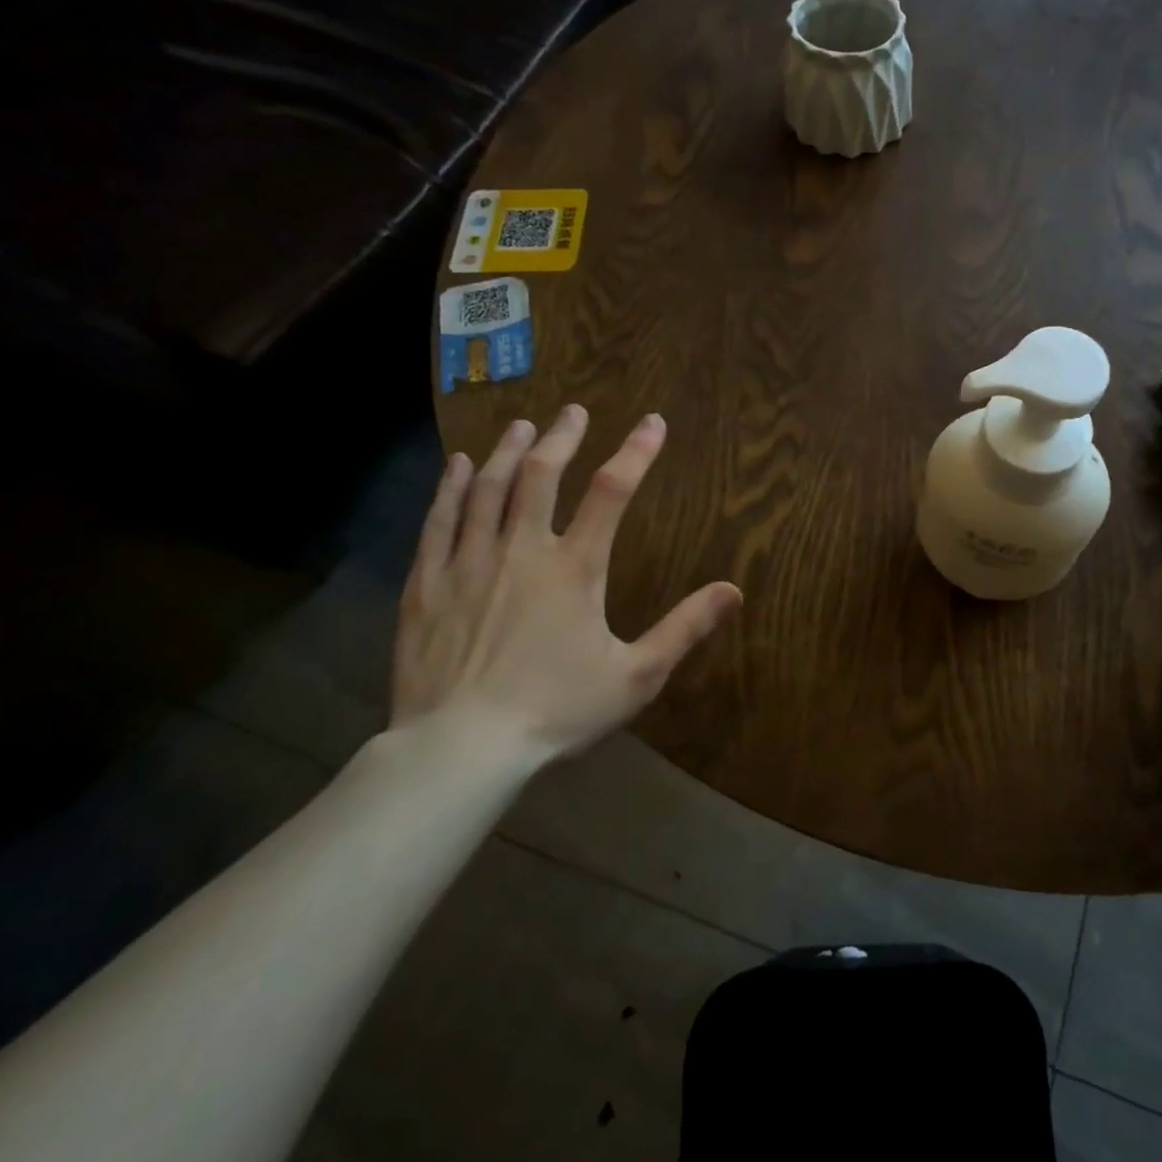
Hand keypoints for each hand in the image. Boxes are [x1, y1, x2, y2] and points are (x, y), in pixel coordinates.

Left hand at [393, 407, 741, 754]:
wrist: (460, 749)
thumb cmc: (555, 710)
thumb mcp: (635, 676)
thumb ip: (685, 628)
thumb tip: (734, 590)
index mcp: (574, 568)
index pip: (612, 492)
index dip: (636, 452)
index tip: (652, 422)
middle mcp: (521, 550)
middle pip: (542, 474)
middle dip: (561, 437)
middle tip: (573, 412)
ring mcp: (469, 562)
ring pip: (488, 488)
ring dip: (509, 452)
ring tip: (521, 426)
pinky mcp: (428, 584)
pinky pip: (440, 521)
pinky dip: (452, 488)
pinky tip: (460, 467)